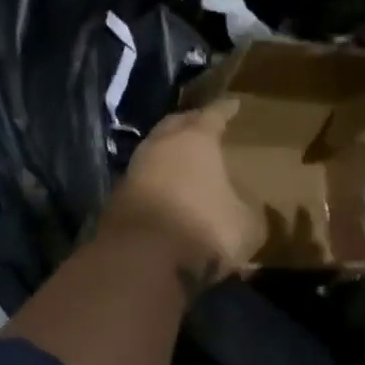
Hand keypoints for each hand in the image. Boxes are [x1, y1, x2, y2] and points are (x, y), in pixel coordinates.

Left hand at [100, 100, 260, 293]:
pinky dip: (156, 183)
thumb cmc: (204, 229)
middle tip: (203, 125)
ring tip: (184, 160)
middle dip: (190, 123)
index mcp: (195, 139)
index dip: (225, 109)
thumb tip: (245, 204)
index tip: (233, 104)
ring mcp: (133, 171)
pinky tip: (166, 193)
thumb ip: (248, 207)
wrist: (141, 261)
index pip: (213, 114)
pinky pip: (143, 181)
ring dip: (168, 155)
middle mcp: (160, 146)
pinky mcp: (117, 199)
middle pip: (175, 125)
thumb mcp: (247, 223)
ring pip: (154, 152)